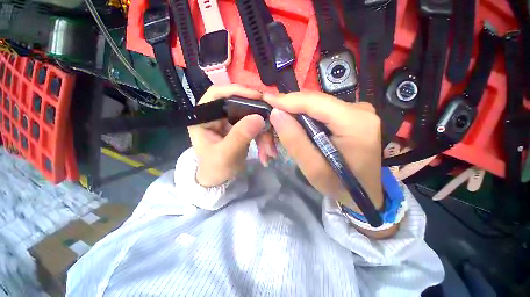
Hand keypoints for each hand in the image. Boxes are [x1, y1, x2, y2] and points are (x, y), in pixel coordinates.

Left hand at [188, 85, 276, 186]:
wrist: (220, 180)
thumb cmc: (215, 168)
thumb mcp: (225, 155)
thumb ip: (239, 136)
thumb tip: (258, 118)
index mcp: (204, 117)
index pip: (217, 94)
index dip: (237, 90)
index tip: (257, 96)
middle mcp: (218, 115)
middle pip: (241, 104)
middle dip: (258, 116)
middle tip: (272, 123)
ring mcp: (231, 121)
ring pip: (252, 116)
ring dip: (264, 132)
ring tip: (269, 150)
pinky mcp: (242, 128)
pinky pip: (257, 126)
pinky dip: (264, 137)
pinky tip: (268, 151)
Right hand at [264, 92, 383, 212]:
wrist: (364, 191)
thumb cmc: (340, 185)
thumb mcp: (314, 169)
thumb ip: (295, 141)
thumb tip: (276, 114)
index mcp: (355, 123)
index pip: (314, 102)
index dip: (288, 100)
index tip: (266, 100)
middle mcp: (359, 110)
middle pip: (314, 102)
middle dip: (289, 108)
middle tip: (269, 118)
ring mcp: (357, 111)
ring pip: (316, 105)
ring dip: (295, 114)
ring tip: (278, 124)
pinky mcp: (351, 115)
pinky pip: (321, 111)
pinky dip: (304, 117)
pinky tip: (294, 125)